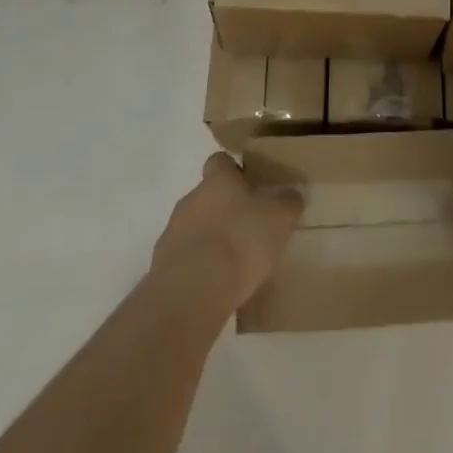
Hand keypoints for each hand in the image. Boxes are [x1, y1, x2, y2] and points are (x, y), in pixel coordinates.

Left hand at [153, 152, 303, 308]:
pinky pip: (184, 258)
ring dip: (209, 238)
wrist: (192, 292)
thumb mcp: (279, 219)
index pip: (220, 161)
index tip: (250, 186)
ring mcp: (172, 232)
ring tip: (232, 263)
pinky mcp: (162, 266)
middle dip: (223, 208)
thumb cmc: (240, 242)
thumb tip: (291, 194)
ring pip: (194, 227)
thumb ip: (288, 202)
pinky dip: (198, 267)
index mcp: (218, 180)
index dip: (234, 170)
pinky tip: (215, 285)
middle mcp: (191, 198)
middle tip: (247, 228)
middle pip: (207, 195)